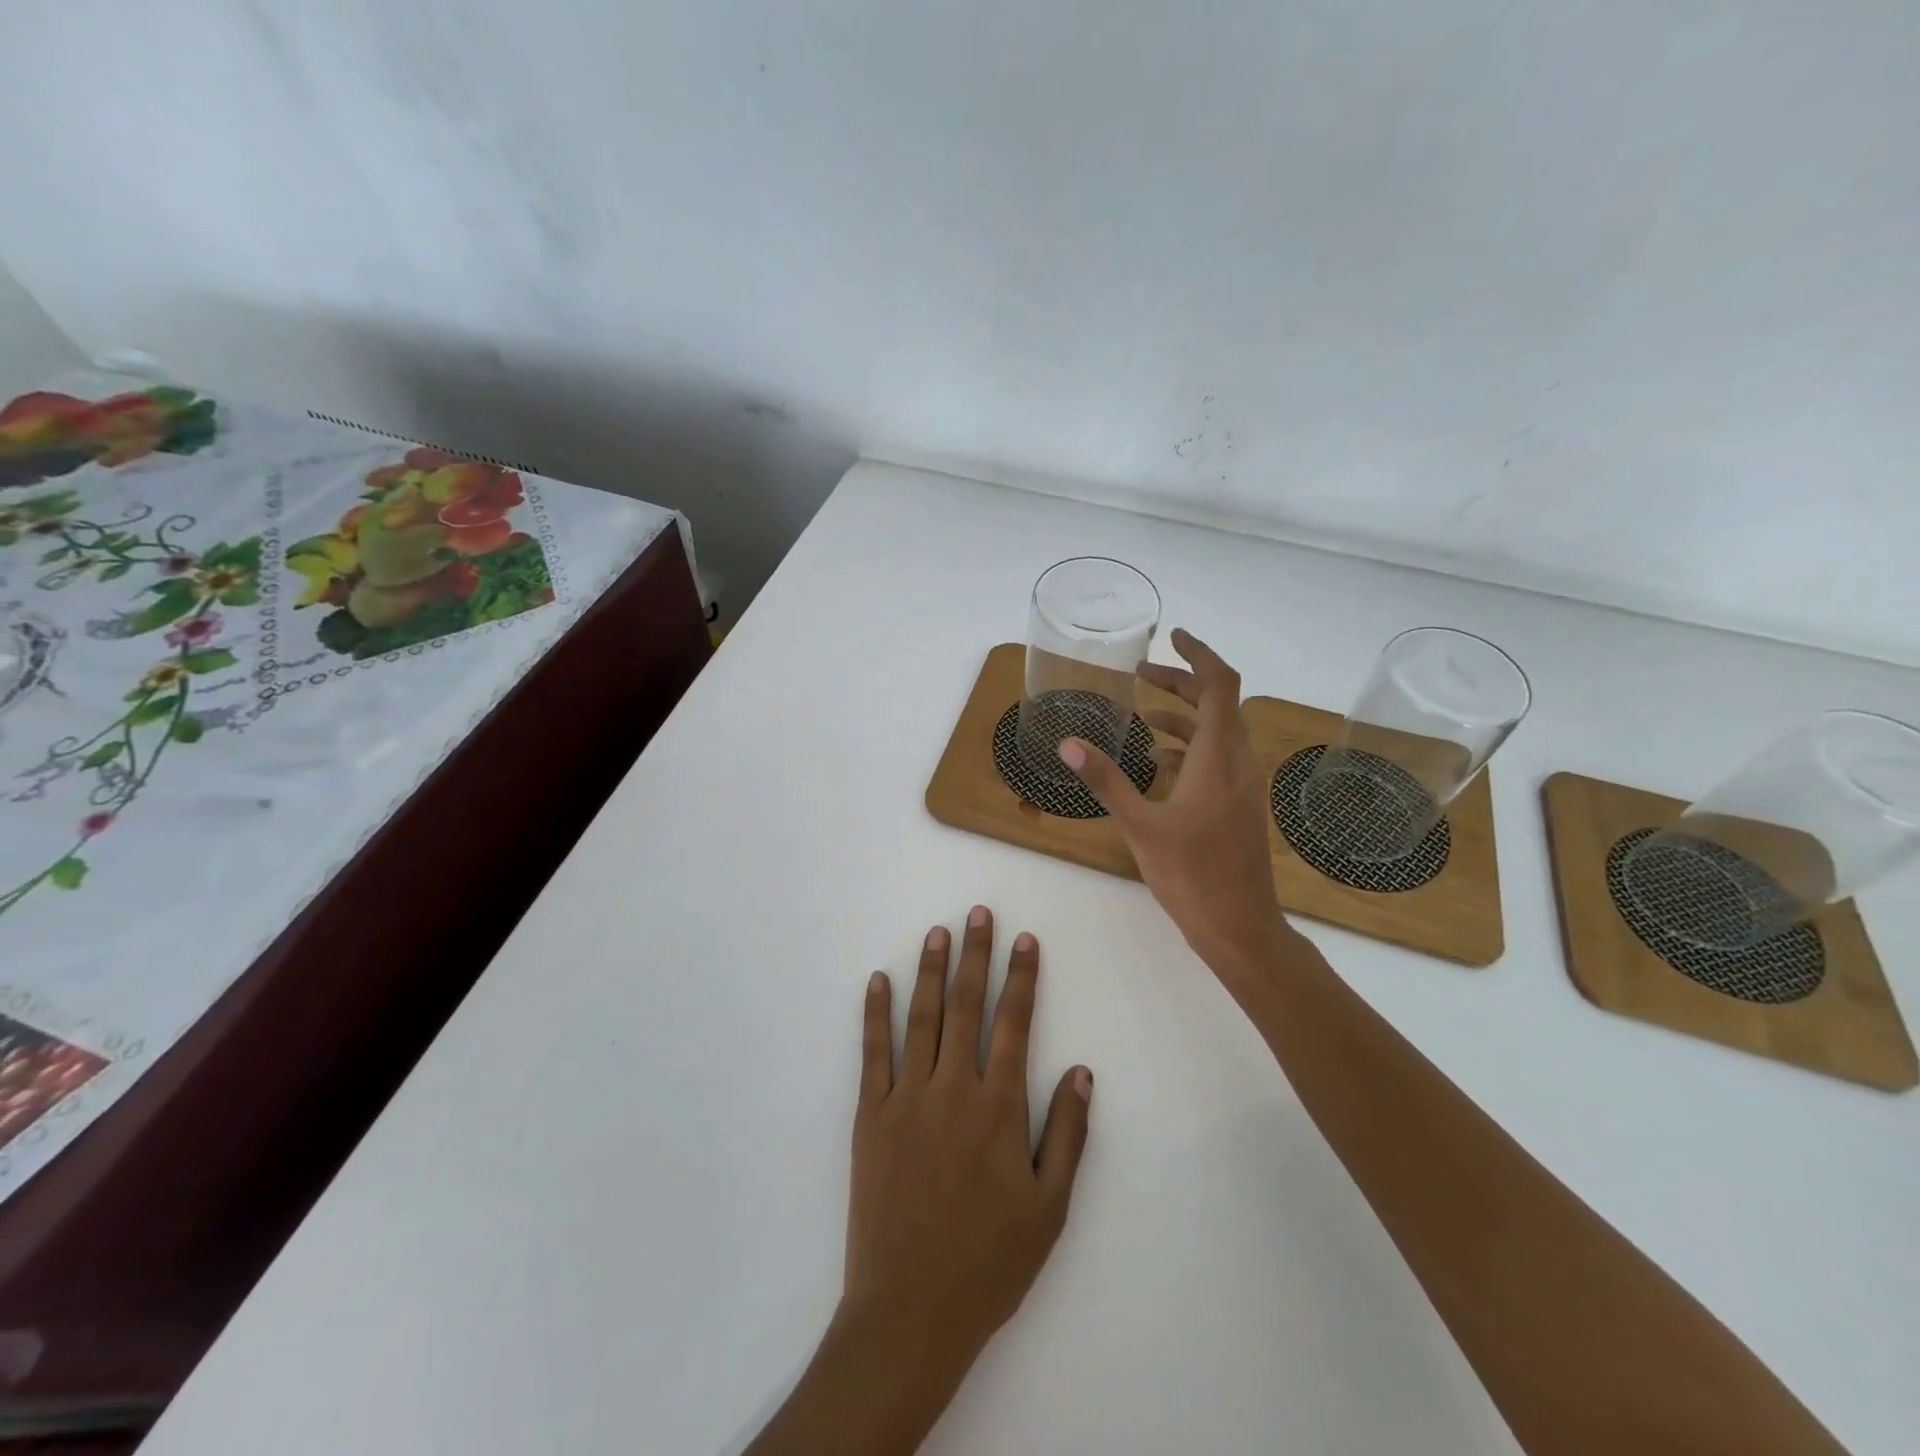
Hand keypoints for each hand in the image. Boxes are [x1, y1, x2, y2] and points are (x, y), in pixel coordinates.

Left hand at [747, 910, 1090, 1455]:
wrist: (910, 1312)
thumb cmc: (988, 1263)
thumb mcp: (1049, 1207)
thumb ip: (1067, 1133)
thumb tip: (1081, 1070)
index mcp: (999, 1107)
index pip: (1015, 1023)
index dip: (1022, 977)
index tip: (1025, 940)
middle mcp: (953, 1088)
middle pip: (966, 1005)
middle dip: (975, 955)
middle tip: (978, 913)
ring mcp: (907, 1097)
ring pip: (921, 1017)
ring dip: (930, 970)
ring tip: (937, 932)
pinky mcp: (870, 1115)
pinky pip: (873, 1052)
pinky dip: (875, 1013)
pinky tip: (878, 981)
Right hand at [1060, 628, 1294, 975]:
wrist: (1239, 926)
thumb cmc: (1191, 875)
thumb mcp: (1140, 826)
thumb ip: (1105, 780)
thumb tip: (1068, 743)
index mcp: (1218, 758)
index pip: (1220, 686)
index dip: (1199, 655)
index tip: (1172, 637)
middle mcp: (1238, 762)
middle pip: (1218, 704)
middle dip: (1181, 683)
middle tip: (1142, 672)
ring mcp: (1243, 785)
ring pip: (1217, 732)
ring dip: (1183, 716)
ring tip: (1142, 715)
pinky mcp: (1239, 804)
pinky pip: (1216, 759)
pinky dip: (1188, 748)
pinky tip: (1156, 763)